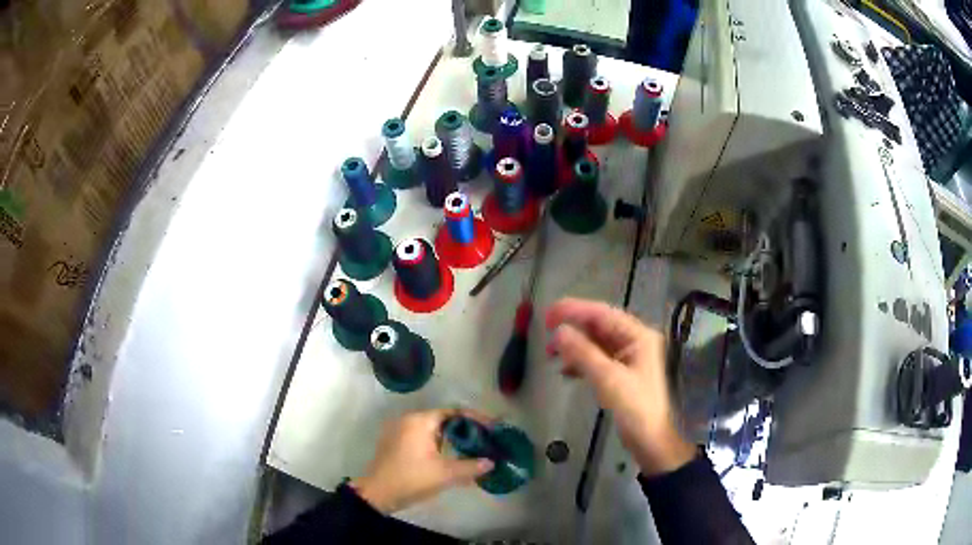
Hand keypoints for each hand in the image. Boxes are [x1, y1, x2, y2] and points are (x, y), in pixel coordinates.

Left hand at [352, 409, 494, 513]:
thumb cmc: (411, 479)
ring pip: (433, 429)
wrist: (377, 494)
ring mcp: (400, 431)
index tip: (492, 428)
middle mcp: (409, 420)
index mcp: (420, 421)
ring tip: (472, 448)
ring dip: (452, 437)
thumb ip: (471, 466)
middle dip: (465, 429)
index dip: (475, 419)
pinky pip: (423, 437)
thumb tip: (491, 462)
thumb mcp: (445, 474)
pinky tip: (451, 456)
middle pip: (444, 419)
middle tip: (485, 439)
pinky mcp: (396, 442)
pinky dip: (439, 443)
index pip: (454, 412)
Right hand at [546, 297, 695, 475]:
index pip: (602, 314)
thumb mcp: (608, 378)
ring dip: (575, 346)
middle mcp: (635, 341)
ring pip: (596, 343)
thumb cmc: (634, 407)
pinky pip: (598, 359)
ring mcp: (629, 357)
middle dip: (573, 330)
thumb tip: (559, 331)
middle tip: (547, 337)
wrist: (650, 440)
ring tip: (552, 355)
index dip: (574, 310)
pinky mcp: (622, 373)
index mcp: (638, 335)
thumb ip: (583, 352)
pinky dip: (581, 361)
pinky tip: (566, 370)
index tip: (548, 315)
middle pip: (599, 326)